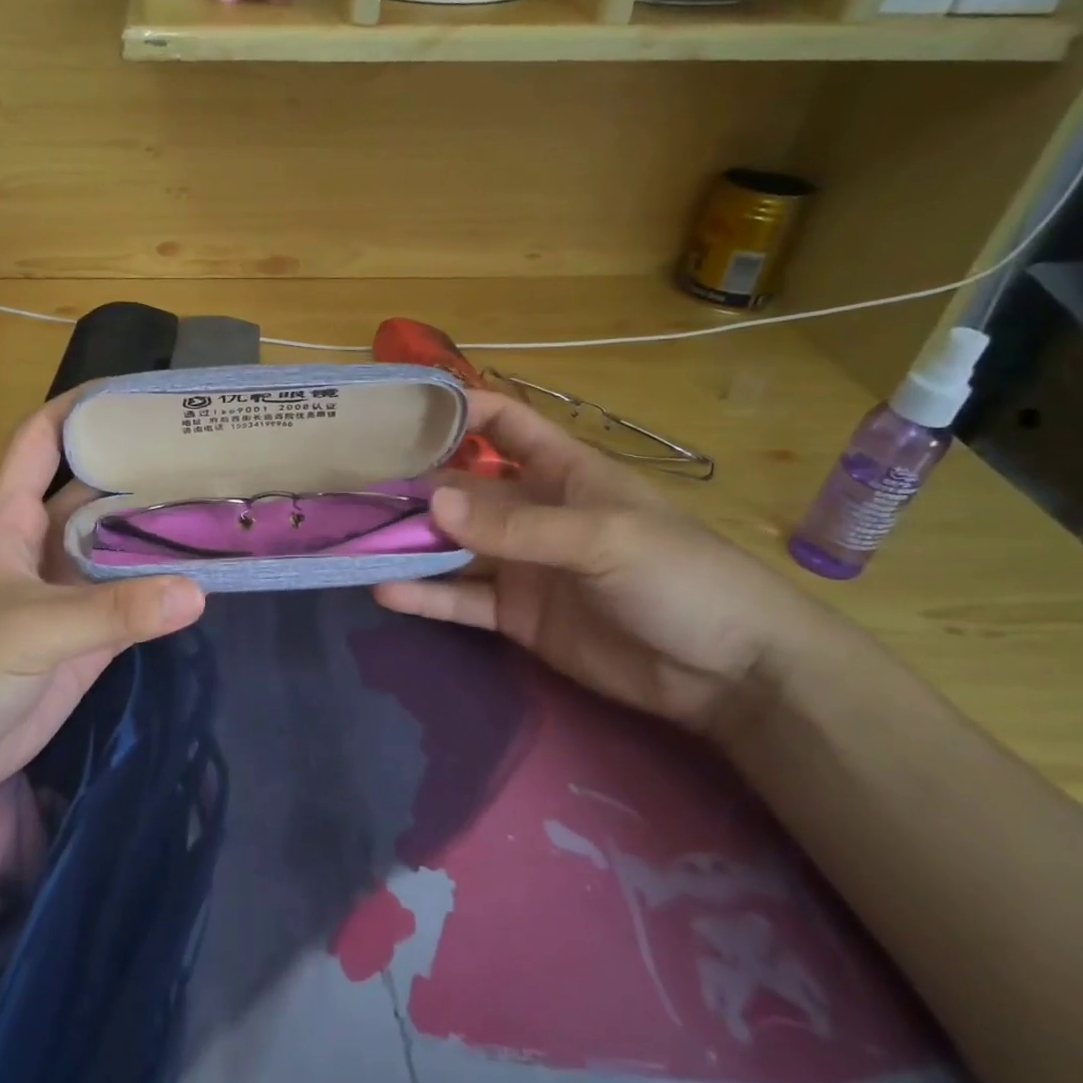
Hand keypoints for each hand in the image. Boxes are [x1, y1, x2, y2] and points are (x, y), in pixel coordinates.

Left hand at [0, 394, 205, 823]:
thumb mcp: (27, 628)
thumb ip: (111, 610)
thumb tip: (196, 591)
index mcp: (11, 516)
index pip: (43, 440)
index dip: (81, 408)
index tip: (139, 393)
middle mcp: (42, 544)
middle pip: (96, 492)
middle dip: (141, 470)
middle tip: (208, 454)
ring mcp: (64, 594)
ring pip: (119, 548)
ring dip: (160, 532)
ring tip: (220, 506)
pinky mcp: (82, 640)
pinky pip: (131, 604)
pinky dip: (163, 592)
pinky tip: (204, 578)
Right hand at [374, 390, 849, 739]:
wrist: (729, 672)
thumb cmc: (680, 576)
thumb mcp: (602, 539)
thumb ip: (516, 525)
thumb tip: (433, 504)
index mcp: (562, 471)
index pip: (504, 423)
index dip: (459, 410)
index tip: (401, 414)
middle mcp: (533, 511)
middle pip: (463, 489)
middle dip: (415, 488)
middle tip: (353, 490)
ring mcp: (522, 565)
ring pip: (454, 547)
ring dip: (410, 544)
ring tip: (355, 542)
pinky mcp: (517, 616)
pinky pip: (462, 599)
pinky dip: (425, 596)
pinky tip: (385, 591)